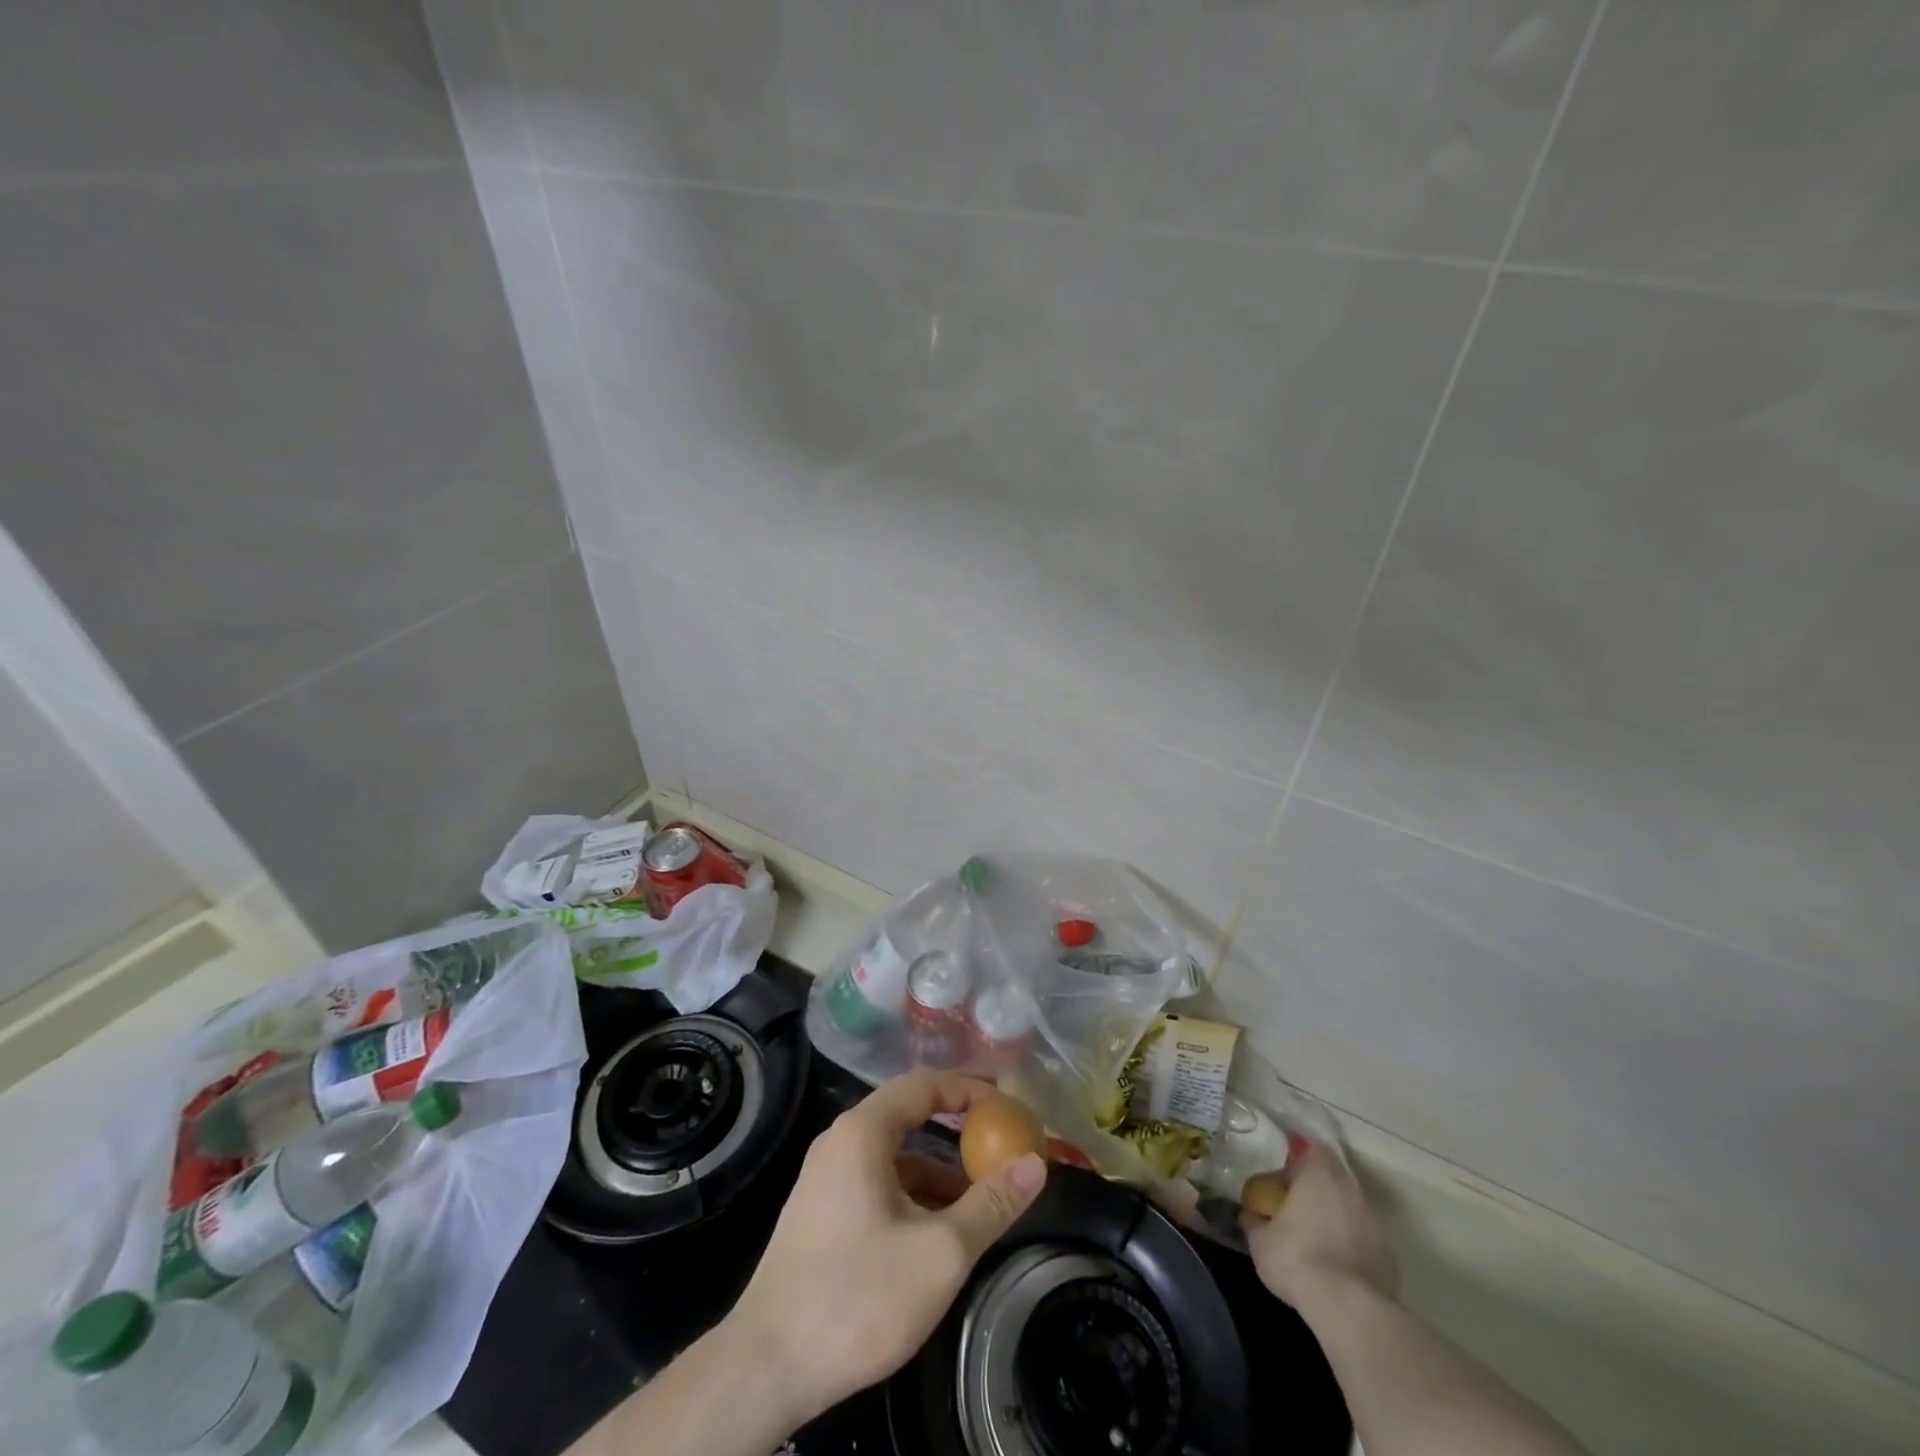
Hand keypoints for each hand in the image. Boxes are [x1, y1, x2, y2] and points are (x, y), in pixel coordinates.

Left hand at [728, 1069, 1047, 1424]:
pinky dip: (913, 1195)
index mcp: (862, 1132)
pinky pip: (877, 1184)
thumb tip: (1035, 1165)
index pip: (924, 1084)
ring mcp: (826, 1178)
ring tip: (980, 1199)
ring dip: (938, 1171)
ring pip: (894, 1157)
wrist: (766, 1367)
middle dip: (957, 1129)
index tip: (1008, 1107)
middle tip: (1001, 1144)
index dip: (969, 1089)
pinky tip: (937, 1233)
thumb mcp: (941, 1253)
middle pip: (909, 1116)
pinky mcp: (821, 1214)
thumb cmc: (858, 1296)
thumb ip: (991, 1204)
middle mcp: (841, 1142)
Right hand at [1242, 1141, 1398, 1309]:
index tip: (1283, 1176)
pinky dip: (1351, 1246)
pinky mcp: (1389, 1256)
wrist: (1349, 1309)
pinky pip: (1363, 1240)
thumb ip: (1255, 1221)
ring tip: (1315, 1241)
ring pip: (1350, 1209)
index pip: (1311, 1150)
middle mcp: (1351, 1189)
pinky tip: (1336, 1267)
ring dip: (1335, 1218)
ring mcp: (1375, 1223)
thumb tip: (1252, 1215)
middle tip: (1295, 1209)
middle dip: (1316, 1190)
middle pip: (1333, 1178)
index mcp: (1319, 1174)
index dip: (1297, 1160)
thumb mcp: (1260, 1240)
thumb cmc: (1297, 1258)